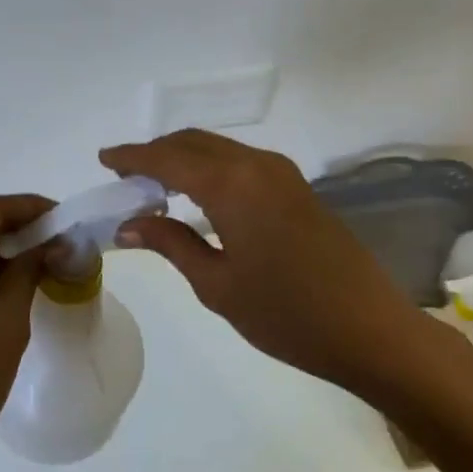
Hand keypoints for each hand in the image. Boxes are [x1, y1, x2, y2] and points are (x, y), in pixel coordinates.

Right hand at [100, 132, 416, 390]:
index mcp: (232, 184)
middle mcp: (256, 165)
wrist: (369, 329)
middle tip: (125, 176)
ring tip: (153, 186)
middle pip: (194, 142)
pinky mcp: (296, 187)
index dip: (133, 156)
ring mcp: (282, 173)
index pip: (168, 158)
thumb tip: (128, 224)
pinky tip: (196, 195)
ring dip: (183, 158)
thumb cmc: (286, 314)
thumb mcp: (217, 284)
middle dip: (156, 153)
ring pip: (219, 149)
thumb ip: (171, 244)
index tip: (103, 158)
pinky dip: (209, 168)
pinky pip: (240, 162)